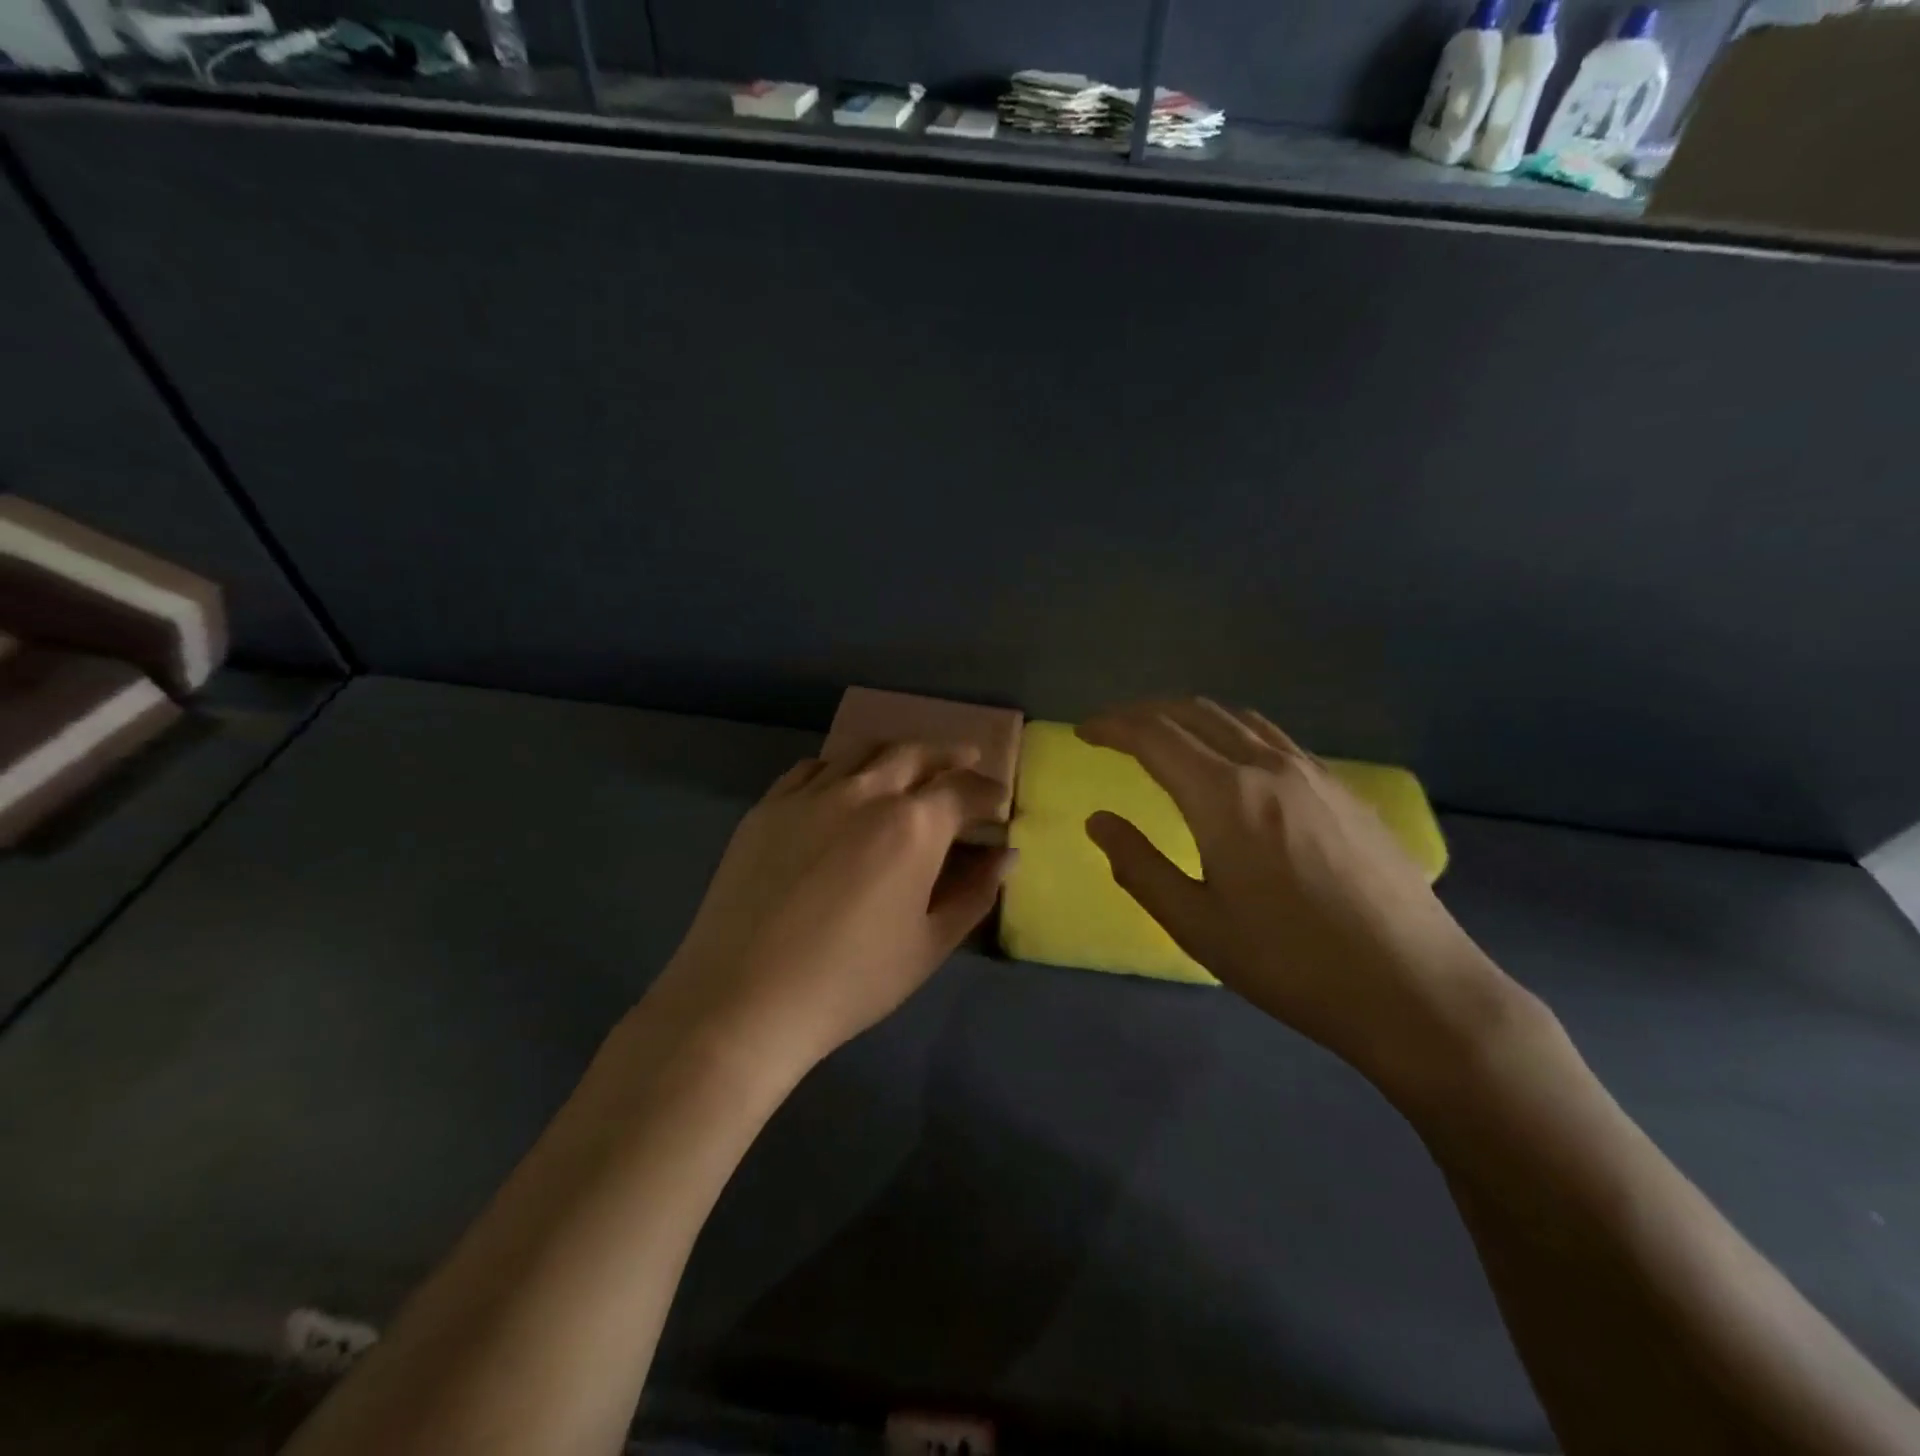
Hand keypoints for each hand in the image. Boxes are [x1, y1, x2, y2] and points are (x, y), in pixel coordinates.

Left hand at [643, 742, 1011, 1079]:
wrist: (744, 998)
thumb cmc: (850, 981)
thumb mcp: (928, 945)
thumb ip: (973, 893)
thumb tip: (1005, 855)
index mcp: (913, 825)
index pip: (963, 789)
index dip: (988, 791)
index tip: (999, 801)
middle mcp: (865, 792)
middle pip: (916, 754)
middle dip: (949, 755)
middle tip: (967, 759)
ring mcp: (811, 794)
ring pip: (863, 751)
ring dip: (897, 752)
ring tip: (909, 764)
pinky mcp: (768, 806)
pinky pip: (813, 767)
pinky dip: (841, 765)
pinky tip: (843, 781)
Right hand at [1080, 700, 1528, 1092]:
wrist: (1414, 989)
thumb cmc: (1291, 963)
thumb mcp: (1197, 925)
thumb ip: (1139, 866)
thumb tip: (1098, 821)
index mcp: (1225, 796)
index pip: (1154, 736)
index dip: (1112, 726)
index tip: (1084, 731)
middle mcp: (1269, 767)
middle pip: (1196, 713)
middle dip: (1147, 712)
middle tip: (1115, 729)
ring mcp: (1315, 773)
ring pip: (1240, 720)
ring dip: (1192, 716)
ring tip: (1167, 735)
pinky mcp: (1346, 791)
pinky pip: (1276, 739)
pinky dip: (1235, 733)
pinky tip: (1235, 764)